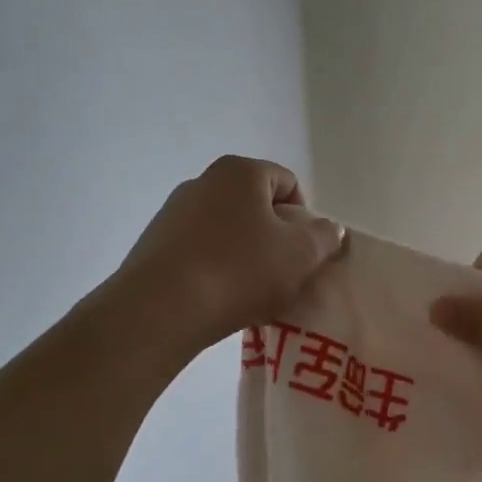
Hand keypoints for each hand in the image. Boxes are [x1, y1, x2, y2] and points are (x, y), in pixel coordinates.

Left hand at [108, 156, 344, 355]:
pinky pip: (199, 253)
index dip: (305, 219)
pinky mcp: (154, 246)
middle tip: (283, 277)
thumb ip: (324, 237)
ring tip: (251, 296)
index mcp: (239, 172)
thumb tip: (328, 229)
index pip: (287, 183)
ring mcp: (173, 213)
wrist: (161, 309)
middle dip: (274, 240)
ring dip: (245, 258)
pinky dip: (216, 272)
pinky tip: (219, 302)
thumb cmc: (239, 270)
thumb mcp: (300, 255)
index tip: (304, 254)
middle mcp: (203, 182)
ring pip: (227, 233)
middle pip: (256, 208)